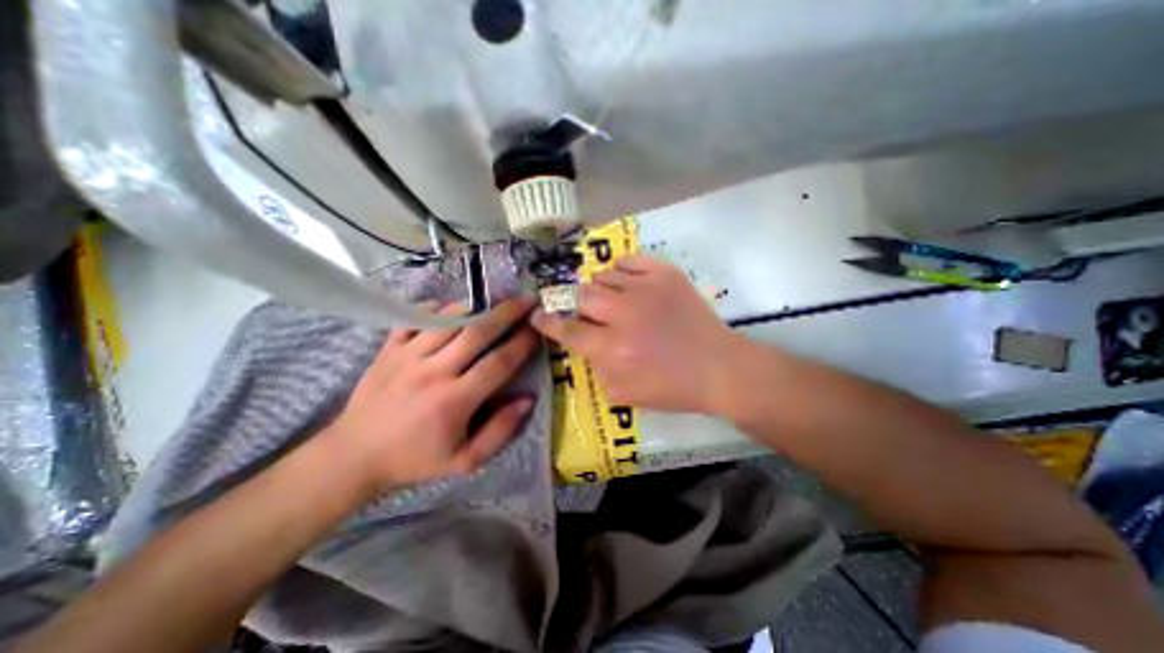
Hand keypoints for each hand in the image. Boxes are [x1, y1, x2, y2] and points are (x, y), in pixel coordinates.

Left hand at [327, 295, 541, 488]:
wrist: (353, 456)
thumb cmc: (415, 459)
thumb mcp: (465, 461)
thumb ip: (500, 431)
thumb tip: (528, 399)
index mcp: (455, 400)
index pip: (499, 363)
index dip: (522, 343)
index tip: (538, 329)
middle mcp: (433, 371)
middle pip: (477, 332)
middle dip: (507, 312)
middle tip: (526, 299)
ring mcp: (407, 356)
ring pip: (447, 319)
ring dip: (475, 306)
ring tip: (494, 300)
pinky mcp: (388, 349)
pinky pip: (414, 318)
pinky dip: (435, 307)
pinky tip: (450, 308)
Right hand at [531, 255, 740, 412]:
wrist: (718, 367)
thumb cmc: (671, 388)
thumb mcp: (622, 393)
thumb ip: (593, 368)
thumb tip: (582, 341)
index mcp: (612, 349)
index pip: (566, 329)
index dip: (547, 321)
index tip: (538, 314)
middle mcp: (623, 314)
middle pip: (580, 296)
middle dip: (573, 303)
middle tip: (581, 309)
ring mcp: (645, 289)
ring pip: (602, 276)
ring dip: (598, 289)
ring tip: (608, 299)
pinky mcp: (665, 274)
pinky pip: (628, 260)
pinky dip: (619, 270)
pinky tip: (624, 283)